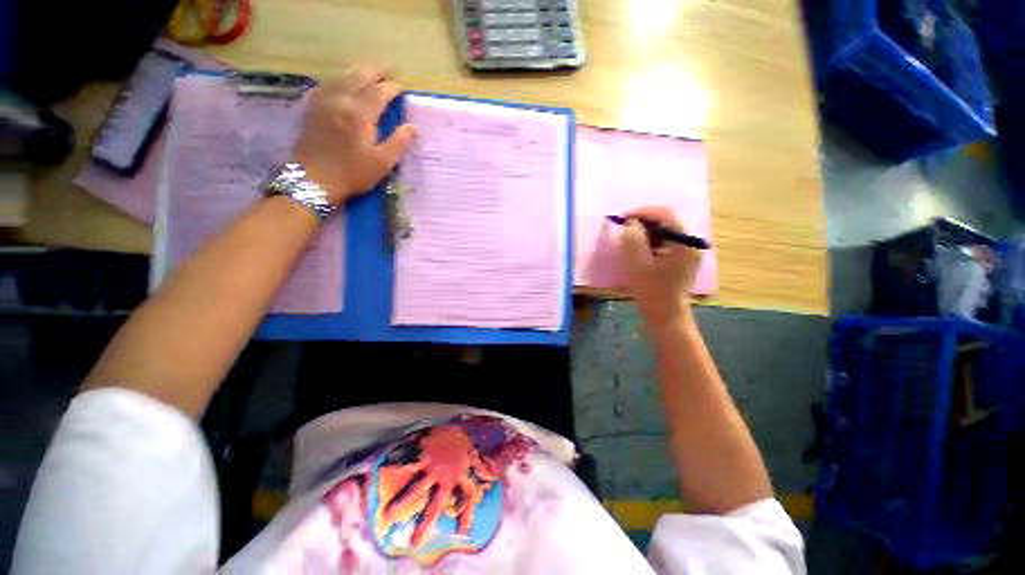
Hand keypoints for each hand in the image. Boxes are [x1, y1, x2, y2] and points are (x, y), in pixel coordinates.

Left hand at [293, 65, 415, 204]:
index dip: (393, 87)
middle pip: (360, 74)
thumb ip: (399, 142)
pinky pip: (327, 82)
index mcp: (360, 114)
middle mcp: (341, 99)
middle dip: (377, 69)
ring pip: (342, 74)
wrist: (313, 180)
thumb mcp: (382, 163)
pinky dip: (340, 77)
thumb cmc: (352, 174)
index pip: (380, 91)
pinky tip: (343, 81)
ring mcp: (323, 100)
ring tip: (370, 71)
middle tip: (390, 69)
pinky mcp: (312, 106)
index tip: (403, 88)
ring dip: (358, 69)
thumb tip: (414, 127)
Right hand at [620, 207, 701, 330]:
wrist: (665, 314)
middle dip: (644, 222)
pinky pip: (666, 242)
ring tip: (630, 240)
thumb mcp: (637, 263)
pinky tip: (640, 251)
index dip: (643, 212)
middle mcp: (690, 243)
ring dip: (647, 232)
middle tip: (625, 229)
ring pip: (665, 232)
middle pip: (667, 221)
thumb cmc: (651, 290)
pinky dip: (651, 242)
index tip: (623, 218)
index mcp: (684, 242)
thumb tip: (631, 222)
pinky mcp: (682, 259)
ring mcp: (688, 251)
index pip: (665, 214)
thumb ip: (633, 239)